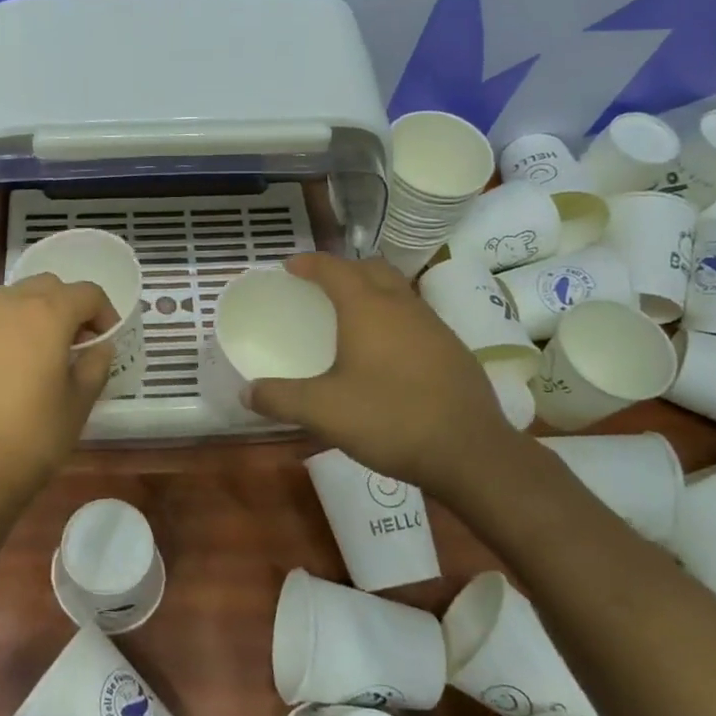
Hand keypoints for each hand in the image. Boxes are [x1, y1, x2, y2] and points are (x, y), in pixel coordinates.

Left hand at [0, 274, 117, 524]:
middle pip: (44, 287)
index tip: (104, 339)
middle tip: (70, 344)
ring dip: (26, 316)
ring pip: (5, 301)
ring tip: (29, 355)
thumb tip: (99, 347)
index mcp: (45, 314)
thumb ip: (94, 366)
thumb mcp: (77, 407)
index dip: (103, 313)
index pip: (86, 293)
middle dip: (63, 307)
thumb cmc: (29, 441)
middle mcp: (4, 305)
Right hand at [249, 253, 511, 488]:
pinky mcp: (454, 349)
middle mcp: (402, 305)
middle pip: (371, 268)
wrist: (470, 452)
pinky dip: (394, 319)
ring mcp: (434, 325)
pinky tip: (388, 353)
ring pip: (398, 291)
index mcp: (368, 308)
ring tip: (352, 317)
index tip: (289, 267)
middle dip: (344, 269)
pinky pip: (416, 317)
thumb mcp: (323, 412)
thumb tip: (245, 392)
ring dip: (373, 292)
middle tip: (321, 287)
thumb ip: (280, 398)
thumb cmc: (390, 419)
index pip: (334, 268)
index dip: (309, 263)